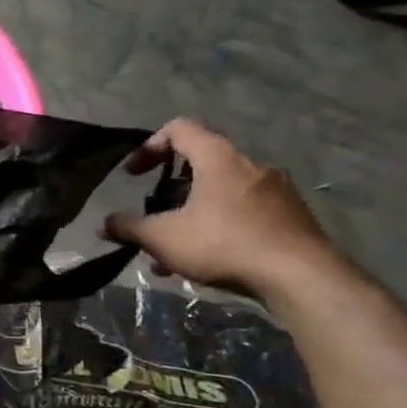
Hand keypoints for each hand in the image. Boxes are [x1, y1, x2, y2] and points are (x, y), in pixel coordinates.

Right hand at [101, 119, 336, 299]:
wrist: (302, 278)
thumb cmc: (225, 244)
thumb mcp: (163, 237)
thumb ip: (128, 228)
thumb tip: (104, 225)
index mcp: (218, 157)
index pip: (179, 129)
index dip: (149, 147)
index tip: (133, 174)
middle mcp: (250, 165)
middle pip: (200, 165)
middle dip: (170, 192)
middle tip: (153, 216)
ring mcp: (277, 191)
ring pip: (221, 194)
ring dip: (193, 215)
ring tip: (174, 250)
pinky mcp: (293, 218)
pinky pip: (244, 213)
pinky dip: (220, 228)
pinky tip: (207, 262)